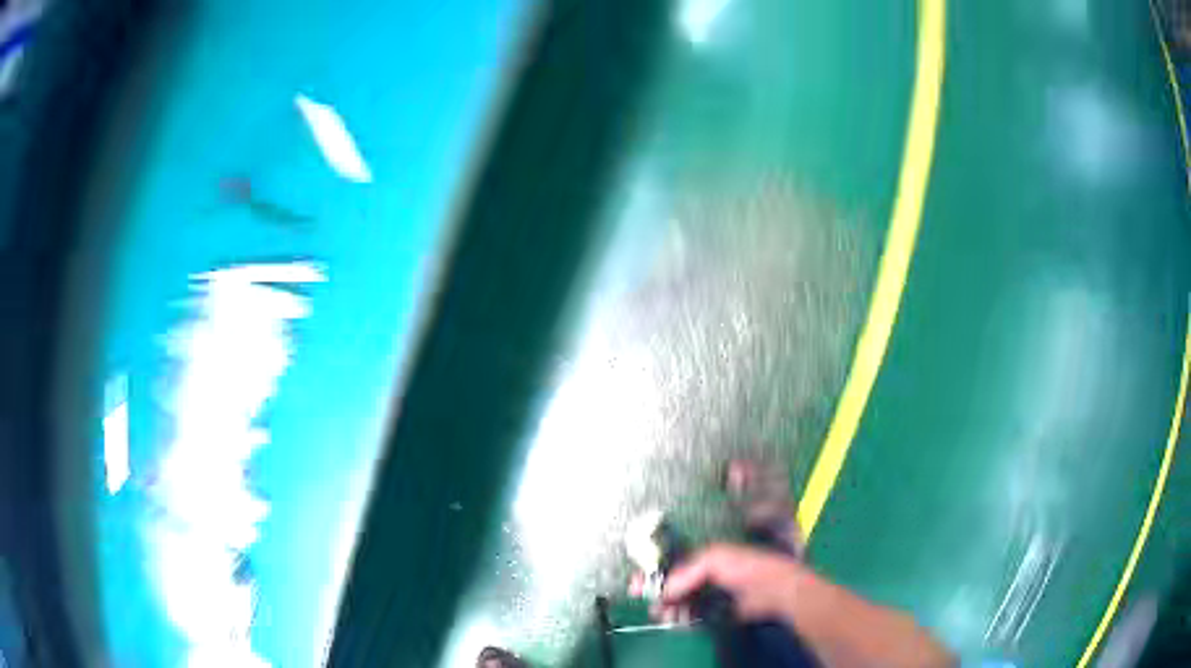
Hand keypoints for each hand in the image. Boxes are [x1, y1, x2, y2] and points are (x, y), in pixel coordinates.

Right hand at [655, 543, 809, 622]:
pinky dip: (681, 618)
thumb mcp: (715, 559)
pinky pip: (691, 615)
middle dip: (656, 593)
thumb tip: (664, 590)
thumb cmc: (746, 567)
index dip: (651, 571)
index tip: (635, 585)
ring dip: (667, 608)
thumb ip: (687, 571)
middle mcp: (702, 574)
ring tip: (662, 615)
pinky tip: (677, 621)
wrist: (774, 590)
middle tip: (645, 603)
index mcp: (702, 556)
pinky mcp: (714, 611)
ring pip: (678, 602)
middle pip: (670, 584)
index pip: (669, 562)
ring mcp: (708, 593)